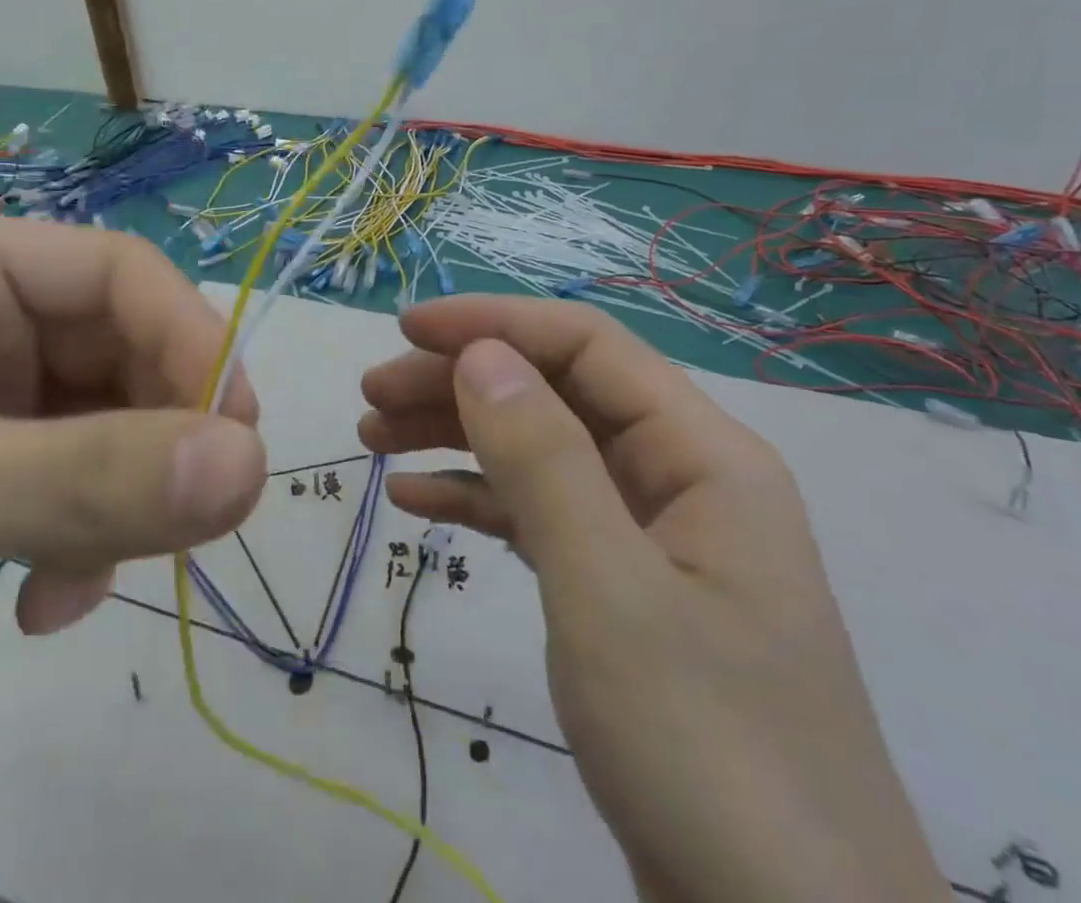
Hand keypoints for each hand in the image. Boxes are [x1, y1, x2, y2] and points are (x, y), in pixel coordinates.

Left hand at [0, 215, 265, 901]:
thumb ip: (89, 480)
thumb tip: (250, 467)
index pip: (120, 273)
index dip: (189, 339)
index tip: (234, 433)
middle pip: (123, 352)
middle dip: (160, 433)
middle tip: (195, 517)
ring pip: (107, 428)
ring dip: (120, 501)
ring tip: (85, 579)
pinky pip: (72, 492)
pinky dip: (80, 547)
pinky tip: (42, 608)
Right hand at [358, 296, 943, 902]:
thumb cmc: (709, 757)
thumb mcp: (609, 593)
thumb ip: (543, 459)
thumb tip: (480, 354)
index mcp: (704, 456)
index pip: (586, 346)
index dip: (493, 324)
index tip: (404, 329)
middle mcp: (681, 479)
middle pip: (556, 393)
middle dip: (460, 381)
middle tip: (370, 397)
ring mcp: (652, 539)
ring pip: (541, 451)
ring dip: (457, 435)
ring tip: (373, 438)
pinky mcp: (625, 595)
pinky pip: (541, 516)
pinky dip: (476, 500)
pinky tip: (413, 500)